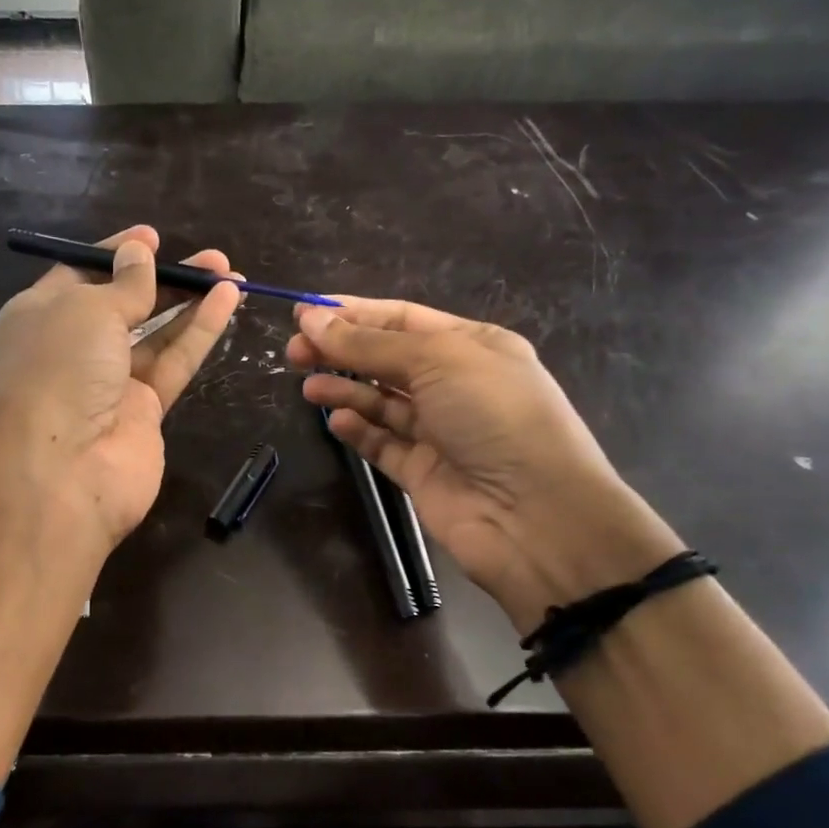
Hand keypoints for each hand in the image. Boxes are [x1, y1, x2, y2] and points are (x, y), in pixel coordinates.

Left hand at [0, 225, 241, 547]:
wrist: (60, 473)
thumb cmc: (59, 371)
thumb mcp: (87, 310)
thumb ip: (123, 284)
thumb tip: (138, 252)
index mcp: (42, 315)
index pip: (82, 273)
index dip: (117, 254)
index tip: (152, 237)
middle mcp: (74, 347)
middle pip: (126, 304)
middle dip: (165, 278)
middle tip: (210, 259)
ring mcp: (110, 383)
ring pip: (156, 334)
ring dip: (190, 303)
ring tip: (230, 273)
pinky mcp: (144, 411)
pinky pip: (173, 363)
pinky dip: (198, 333)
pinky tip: (227, 302)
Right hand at [288, 298, 679, 626]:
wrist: (534, 515)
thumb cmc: (494, 415)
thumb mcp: (435, 360)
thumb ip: (368, 344)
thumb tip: (310, 318)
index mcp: (472, 345)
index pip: (402, 318)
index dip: (353, 313)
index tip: (303, 313)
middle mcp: (456, 384)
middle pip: (385, 359)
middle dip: (340, 351)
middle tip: (294, 352)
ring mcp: (439, 431)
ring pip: (380, 402)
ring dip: (344, 389)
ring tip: (308, 387)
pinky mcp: (422, 472)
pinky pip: (382, 443)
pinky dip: (358, 430)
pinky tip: (336, 421)